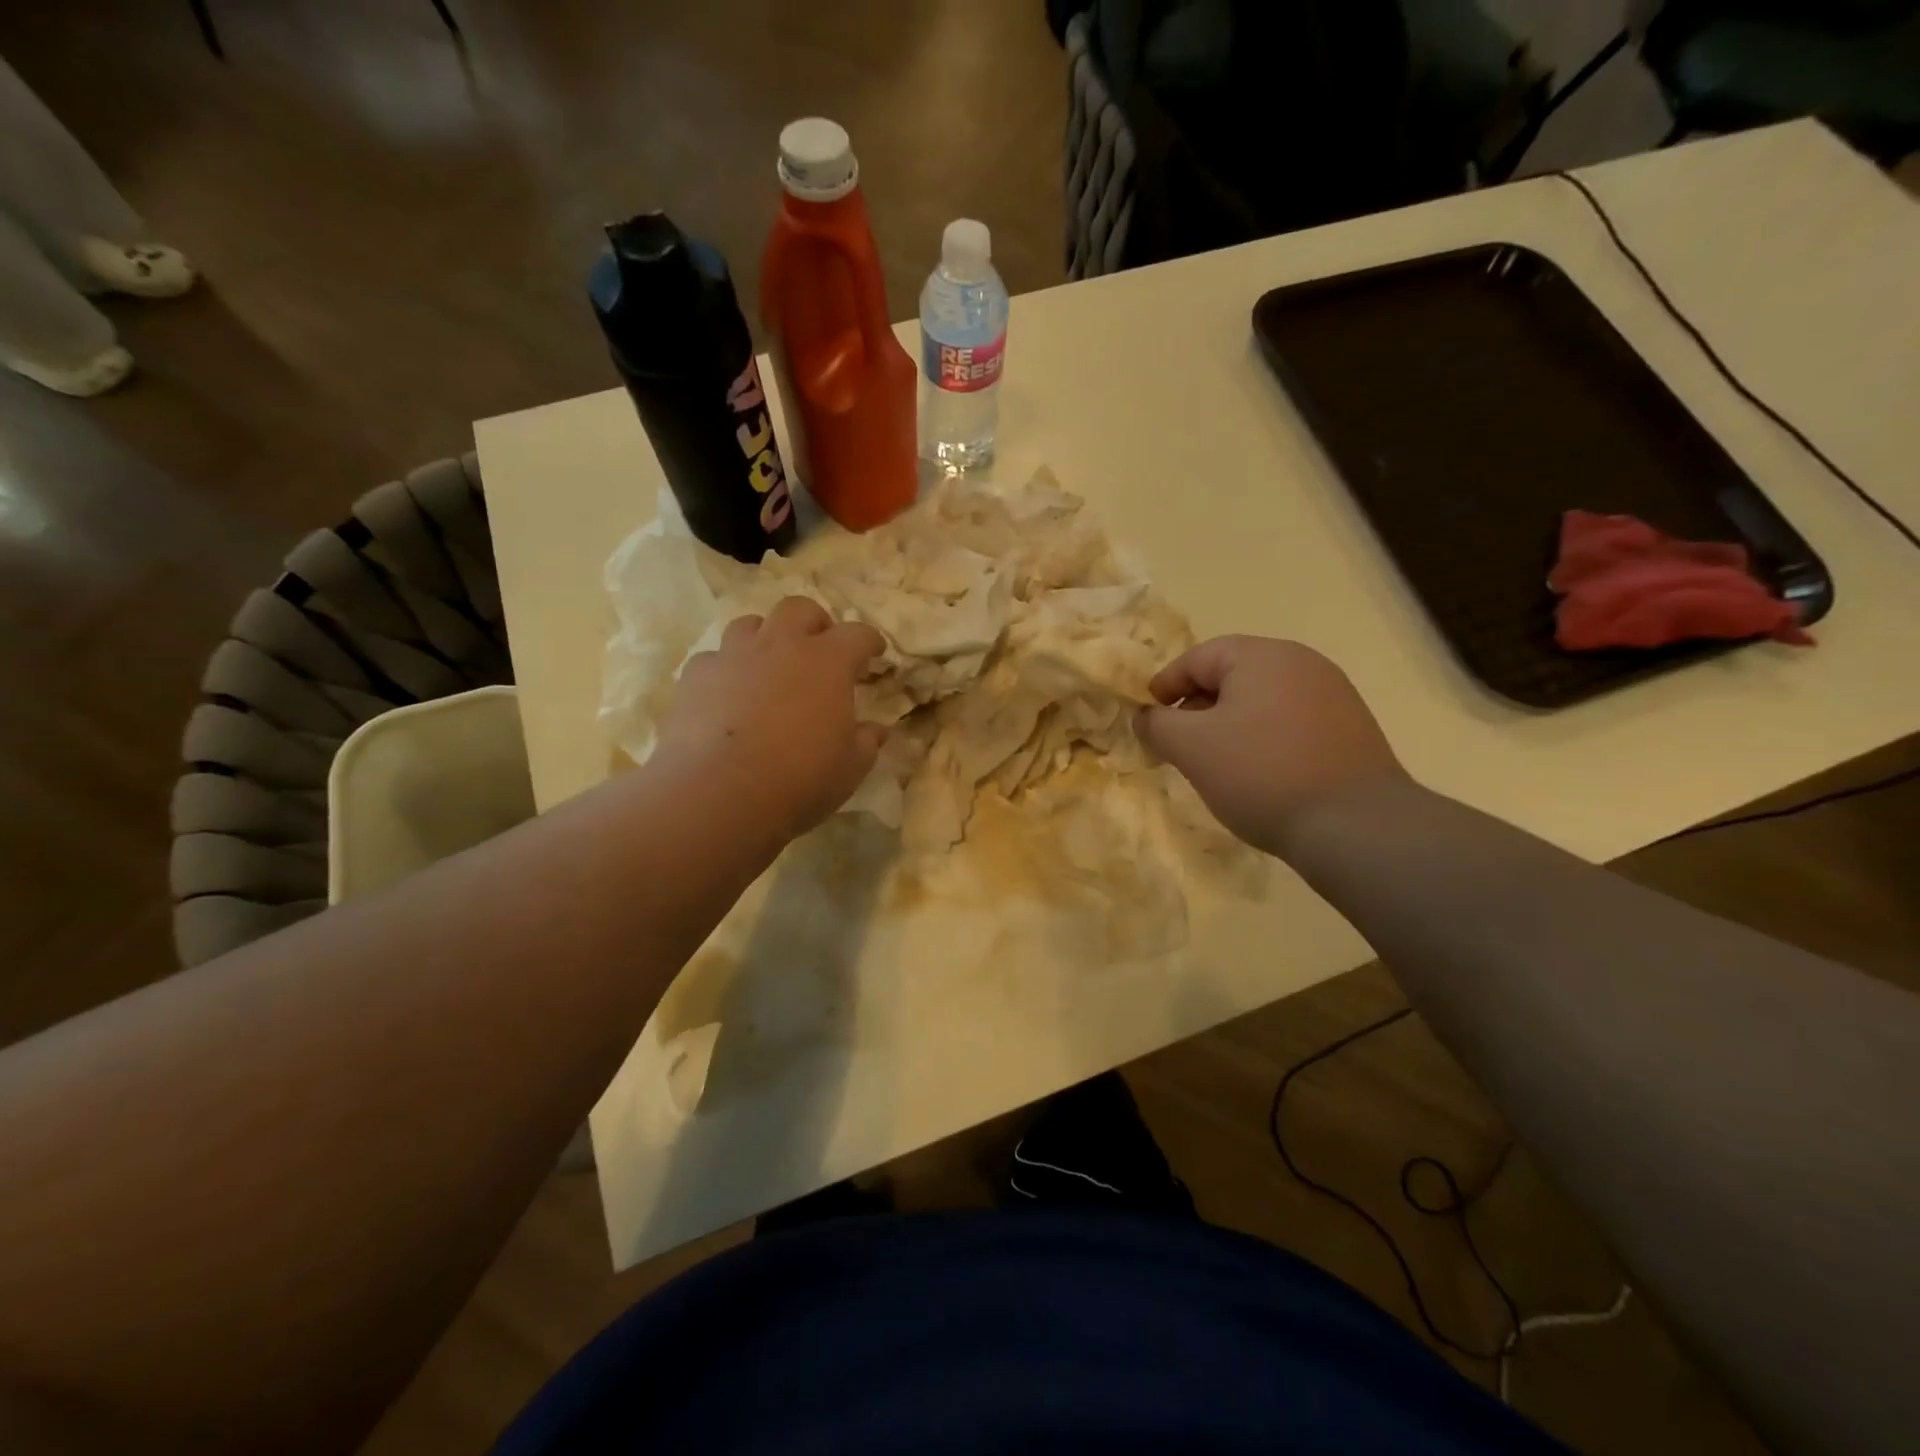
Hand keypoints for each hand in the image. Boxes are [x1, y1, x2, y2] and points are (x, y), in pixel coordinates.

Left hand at [655, 595, 886, 840]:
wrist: (719, 793)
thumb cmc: (800, 778)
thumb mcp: (850, 768)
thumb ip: (866, 742)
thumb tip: (876, 731)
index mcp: (828, 661)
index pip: (858, 634)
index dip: (870, 641)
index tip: (875, 652)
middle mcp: (780, 645)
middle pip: (800, 610)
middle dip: (815, 623)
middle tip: (820, 648)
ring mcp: (733, 655)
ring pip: (750, 624)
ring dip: (766, 637)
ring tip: (770, 664)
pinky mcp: (695, 676)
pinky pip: (714, 659)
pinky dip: (726, 670)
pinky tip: (727, 694)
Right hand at [1134, 636, 1409, 858]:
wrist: (1355, 825)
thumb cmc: (1261, 774)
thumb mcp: (1191, 748)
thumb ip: (1157, 724)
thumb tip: (1144, 716)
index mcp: (1262, 655)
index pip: (1196, 658)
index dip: (1164, 687)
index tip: (1148, 720)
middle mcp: (1301, 662)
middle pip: (1231, 675)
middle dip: (1197, 707)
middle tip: (1178, 744)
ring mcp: (1332, 694)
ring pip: (1261, 700)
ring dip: (1229, 724)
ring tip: (1215, 763)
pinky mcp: (1350, 727)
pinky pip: (1290, 721)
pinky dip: (1263, 738)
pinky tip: (1258, 773)